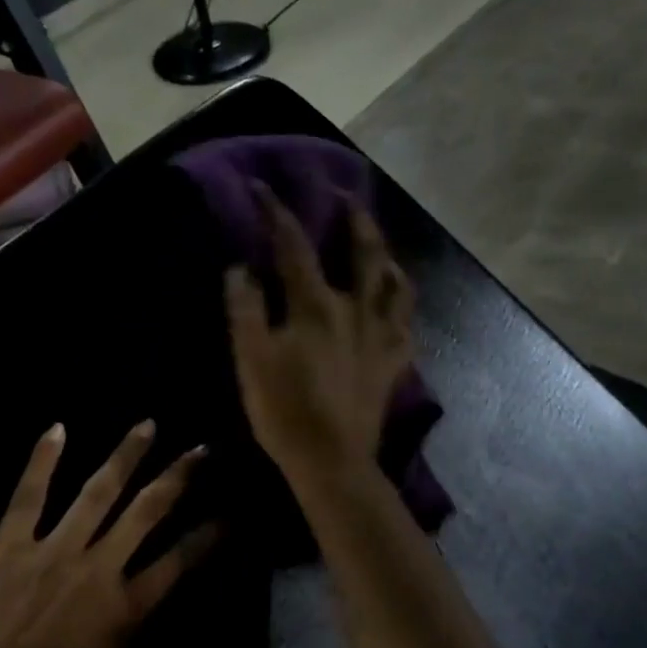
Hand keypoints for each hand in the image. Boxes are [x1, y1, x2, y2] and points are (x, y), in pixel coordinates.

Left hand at [0, 420, 215, 647]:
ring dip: (125, 456)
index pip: (180, 560)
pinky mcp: (8, 548)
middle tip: (200, 448)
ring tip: (146, 425)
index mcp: (126, 608)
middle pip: (147, 511)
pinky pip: (29, 497)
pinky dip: (43, 461)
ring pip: (97, 493)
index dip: (208, 536)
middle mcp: (98, 568)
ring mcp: (52, 552)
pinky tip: (57, 429)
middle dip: (178, 477)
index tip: (228, 515)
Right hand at [224, 185, 415, 489]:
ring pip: (395, 283)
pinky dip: (401, 307)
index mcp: (315, 305)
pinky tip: (394, 303)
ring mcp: (380, 336)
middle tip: (345, 193)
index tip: (262, 187)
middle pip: (363, 251)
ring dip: (387, 255)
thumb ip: (245, 309)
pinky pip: (406, 325)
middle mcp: (356, 309)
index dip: (276, 211)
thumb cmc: (284, 410)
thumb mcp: (251, 359)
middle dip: (354, 216)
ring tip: (379, 245)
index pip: (294, 244)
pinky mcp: (393, 363)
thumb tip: (240, 268)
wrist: (330, 460)